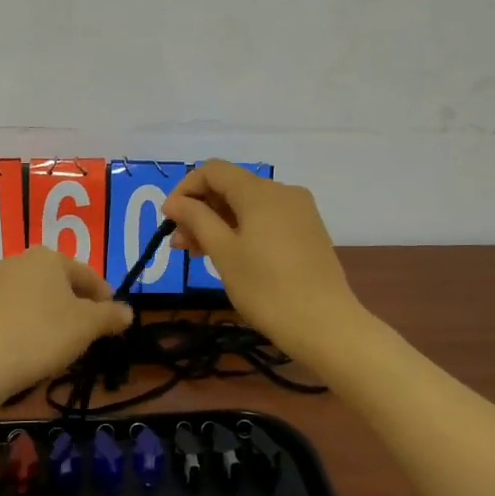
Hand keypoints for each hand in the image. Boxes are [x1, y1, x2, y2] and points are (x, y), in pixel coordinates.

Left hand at [0, 247, 132, 399]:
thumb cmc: (43, 335)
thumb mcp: (87, 326)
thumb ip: (110, 316)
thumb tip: (127, 312)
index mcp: (49, 257)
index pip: (88, 275)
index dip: (106, 299)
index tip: (114, 321)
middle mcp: (21, 260)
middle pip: (62, 283)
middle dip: (79, 305)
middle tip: (90, 332)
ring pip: (39, 296)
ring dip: (55, 314)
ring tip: (64, 342)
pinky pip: (18, 310)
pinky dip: (31, 322)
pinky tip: (35, 345)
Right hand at [164, 161, 364, 358]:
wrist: (325, 325)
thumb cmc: (266, 288)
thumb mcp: (223, 252)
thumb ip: (196, 220)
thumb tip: (175, 202)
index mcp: (260, 191)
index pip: (213, 170)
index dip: (185, 189)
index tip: (169, 220)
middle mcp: (283, 192)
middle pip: (231, 187)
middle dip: (200, 210)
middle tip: (180, 245)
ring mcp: (300, 212)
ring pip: (248, 206)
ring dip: (218, 223)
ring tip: (198, 255)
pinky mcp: (308, 232)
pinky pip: (266, 220)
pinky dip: (242, 231)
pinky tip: (230, 257)